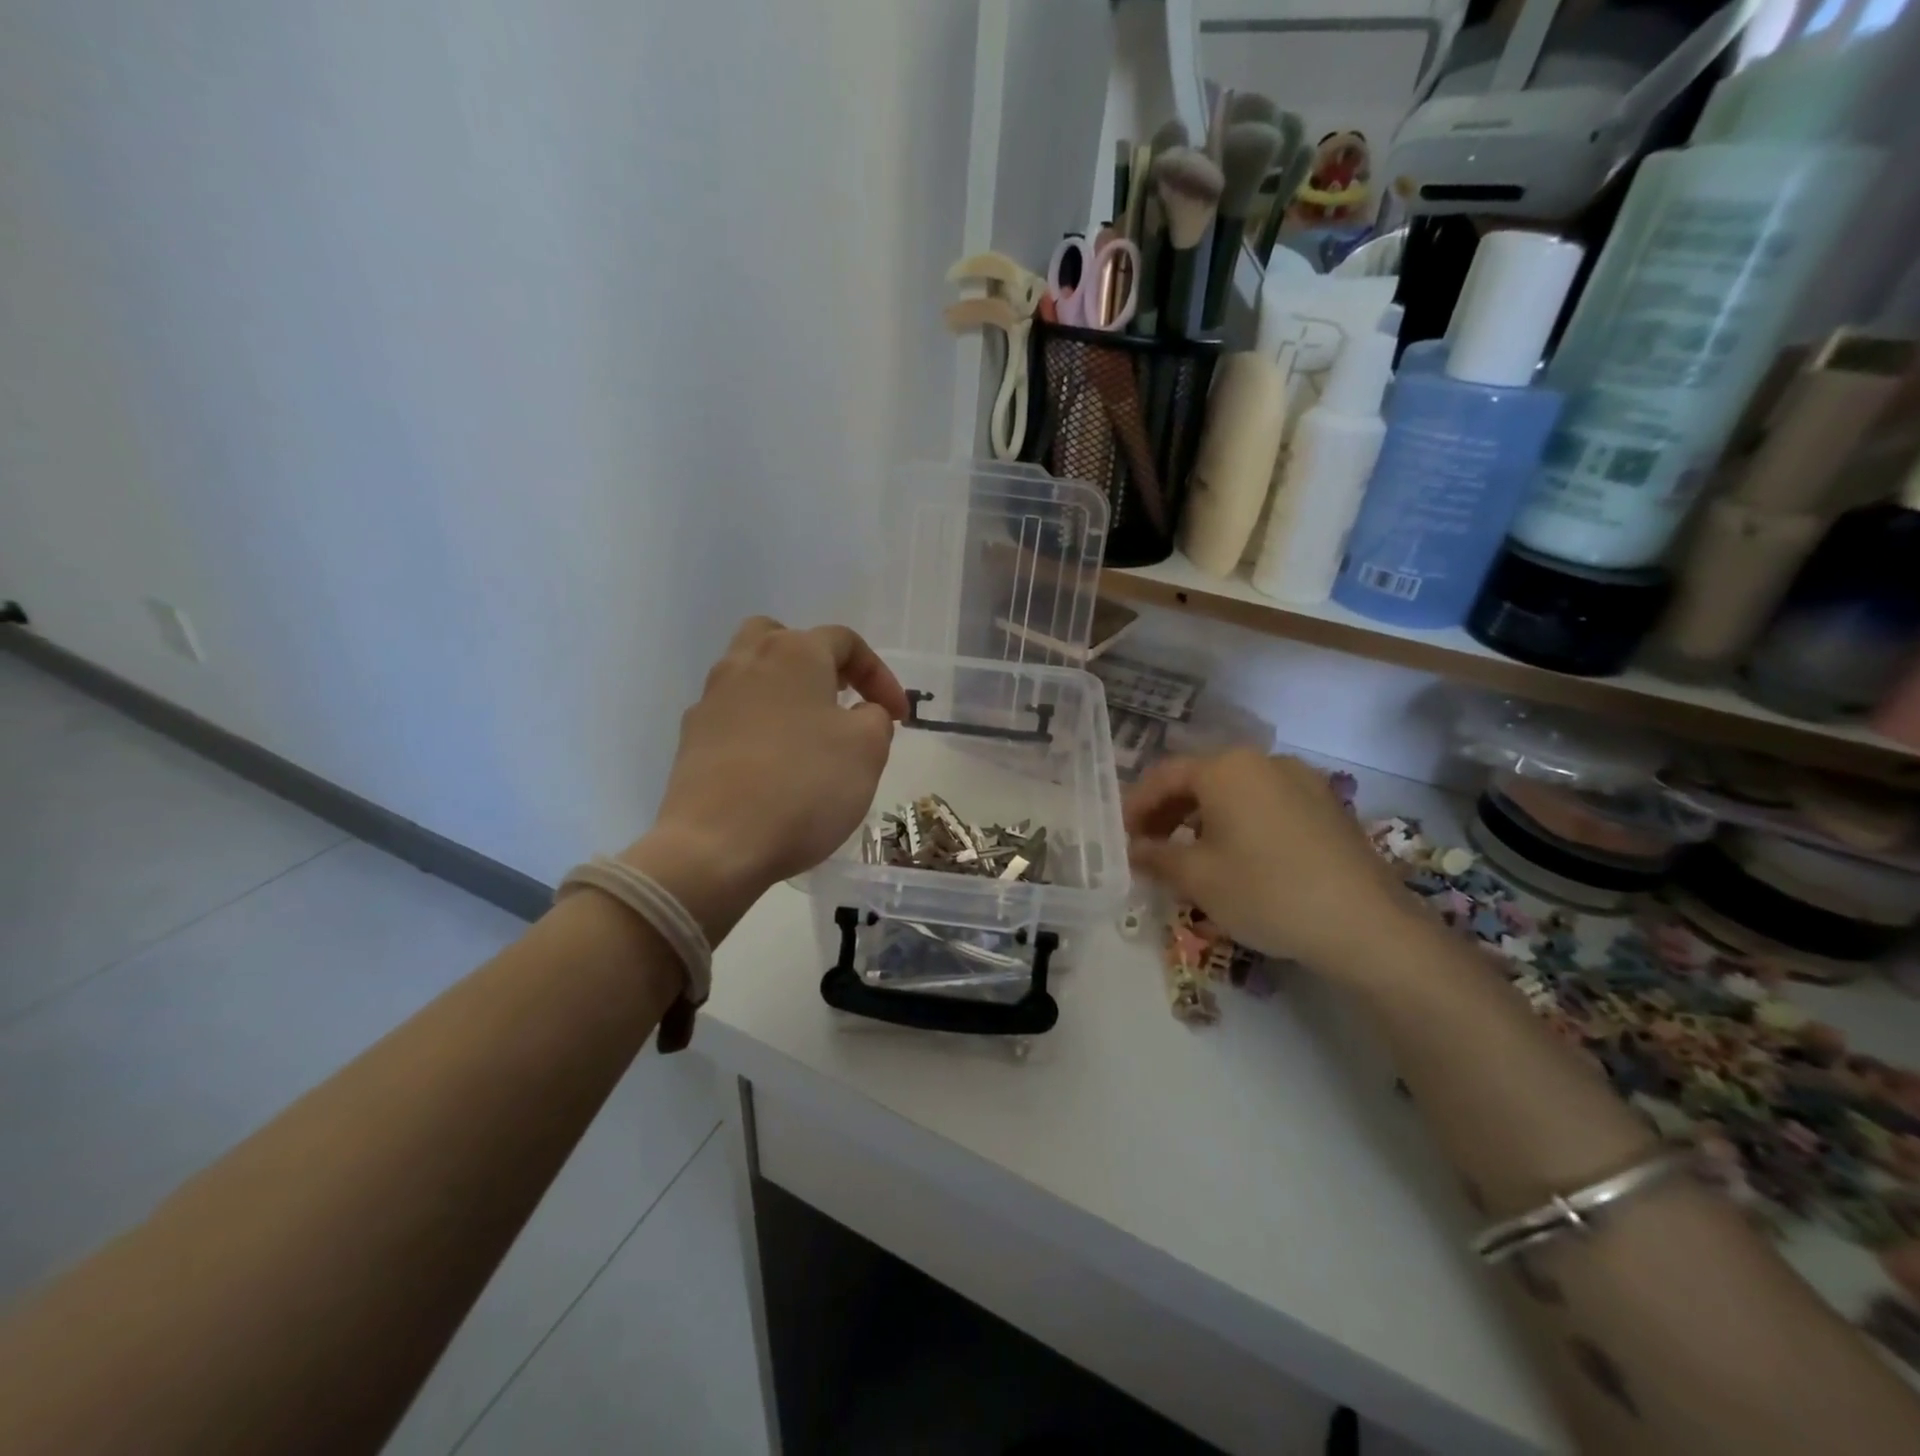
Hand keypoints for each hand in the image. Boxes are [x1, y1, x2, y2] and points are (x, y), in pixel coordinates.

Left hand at [621, 618, 906, 942]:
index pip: (845, 641)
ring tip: (808, 732)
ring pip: (752, 674)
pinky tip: (772, 763)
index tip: (898, 717)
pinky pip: (733, 714)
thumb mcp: (868, 749)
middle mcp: (746, 662)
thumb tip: (860, 714)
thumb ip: (875, 718)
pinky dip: (757, 725)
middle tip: (840, 698)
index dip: (879, 675)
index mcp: (794, 653)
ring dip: (785, 692)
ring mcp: (711, 699)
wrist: (716, 844)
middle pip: (783, 639)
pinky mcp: (692, 738)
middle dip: (818, 663)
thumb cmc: (804, 786)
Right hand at [1124, 750, 1420, 976]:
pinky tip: (1237, 856)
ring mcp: (1302, 780)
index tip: (1120, 836)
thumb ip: (1156, 856)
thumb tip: (1133, 849)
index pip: (1164, 776)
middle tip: (1148, 846)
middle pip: (1200, 779)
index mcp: (1227, 767)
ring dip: (1203, 818)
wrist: (1366, 925)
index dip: (1135, 806)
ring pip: (1235, 792)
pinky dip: (1239, 822)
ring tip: (1189, 854)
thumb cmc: (1266, 892)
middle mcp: (1264, 761)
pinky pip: (1266, 804)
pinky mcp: (1327, 806)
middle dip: (1168, 812)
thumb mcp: (1198, 877)